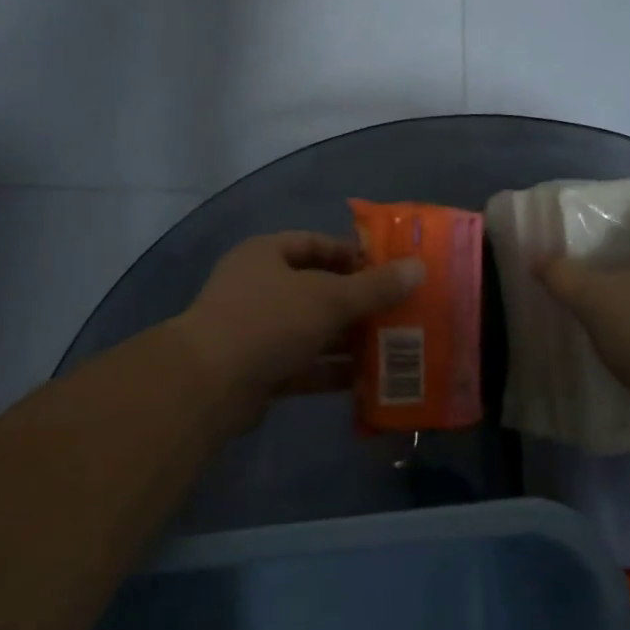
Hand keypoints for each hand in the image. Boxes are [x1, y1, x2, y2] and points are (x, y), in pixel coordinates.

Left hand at [172, 232, 424, 424]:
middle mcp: (259, 288)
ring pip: (312, 331)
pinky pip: (304, 365)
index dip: (352, 255)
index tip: (390, 271)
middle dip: (357, 304)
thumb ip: (374, 287)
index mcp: (266, 255)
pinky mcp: (260, 370)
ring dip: (348, 340)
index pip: (315, 244)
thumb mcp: (328, 298)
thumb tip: (418, 268)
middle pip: (317, 290)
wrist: (210, 384)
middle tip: (400, 313)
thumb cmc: (269, 321)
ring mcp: (257, 331)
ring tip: (393, 348)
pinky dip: (332, 372)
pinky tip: (368, 381)